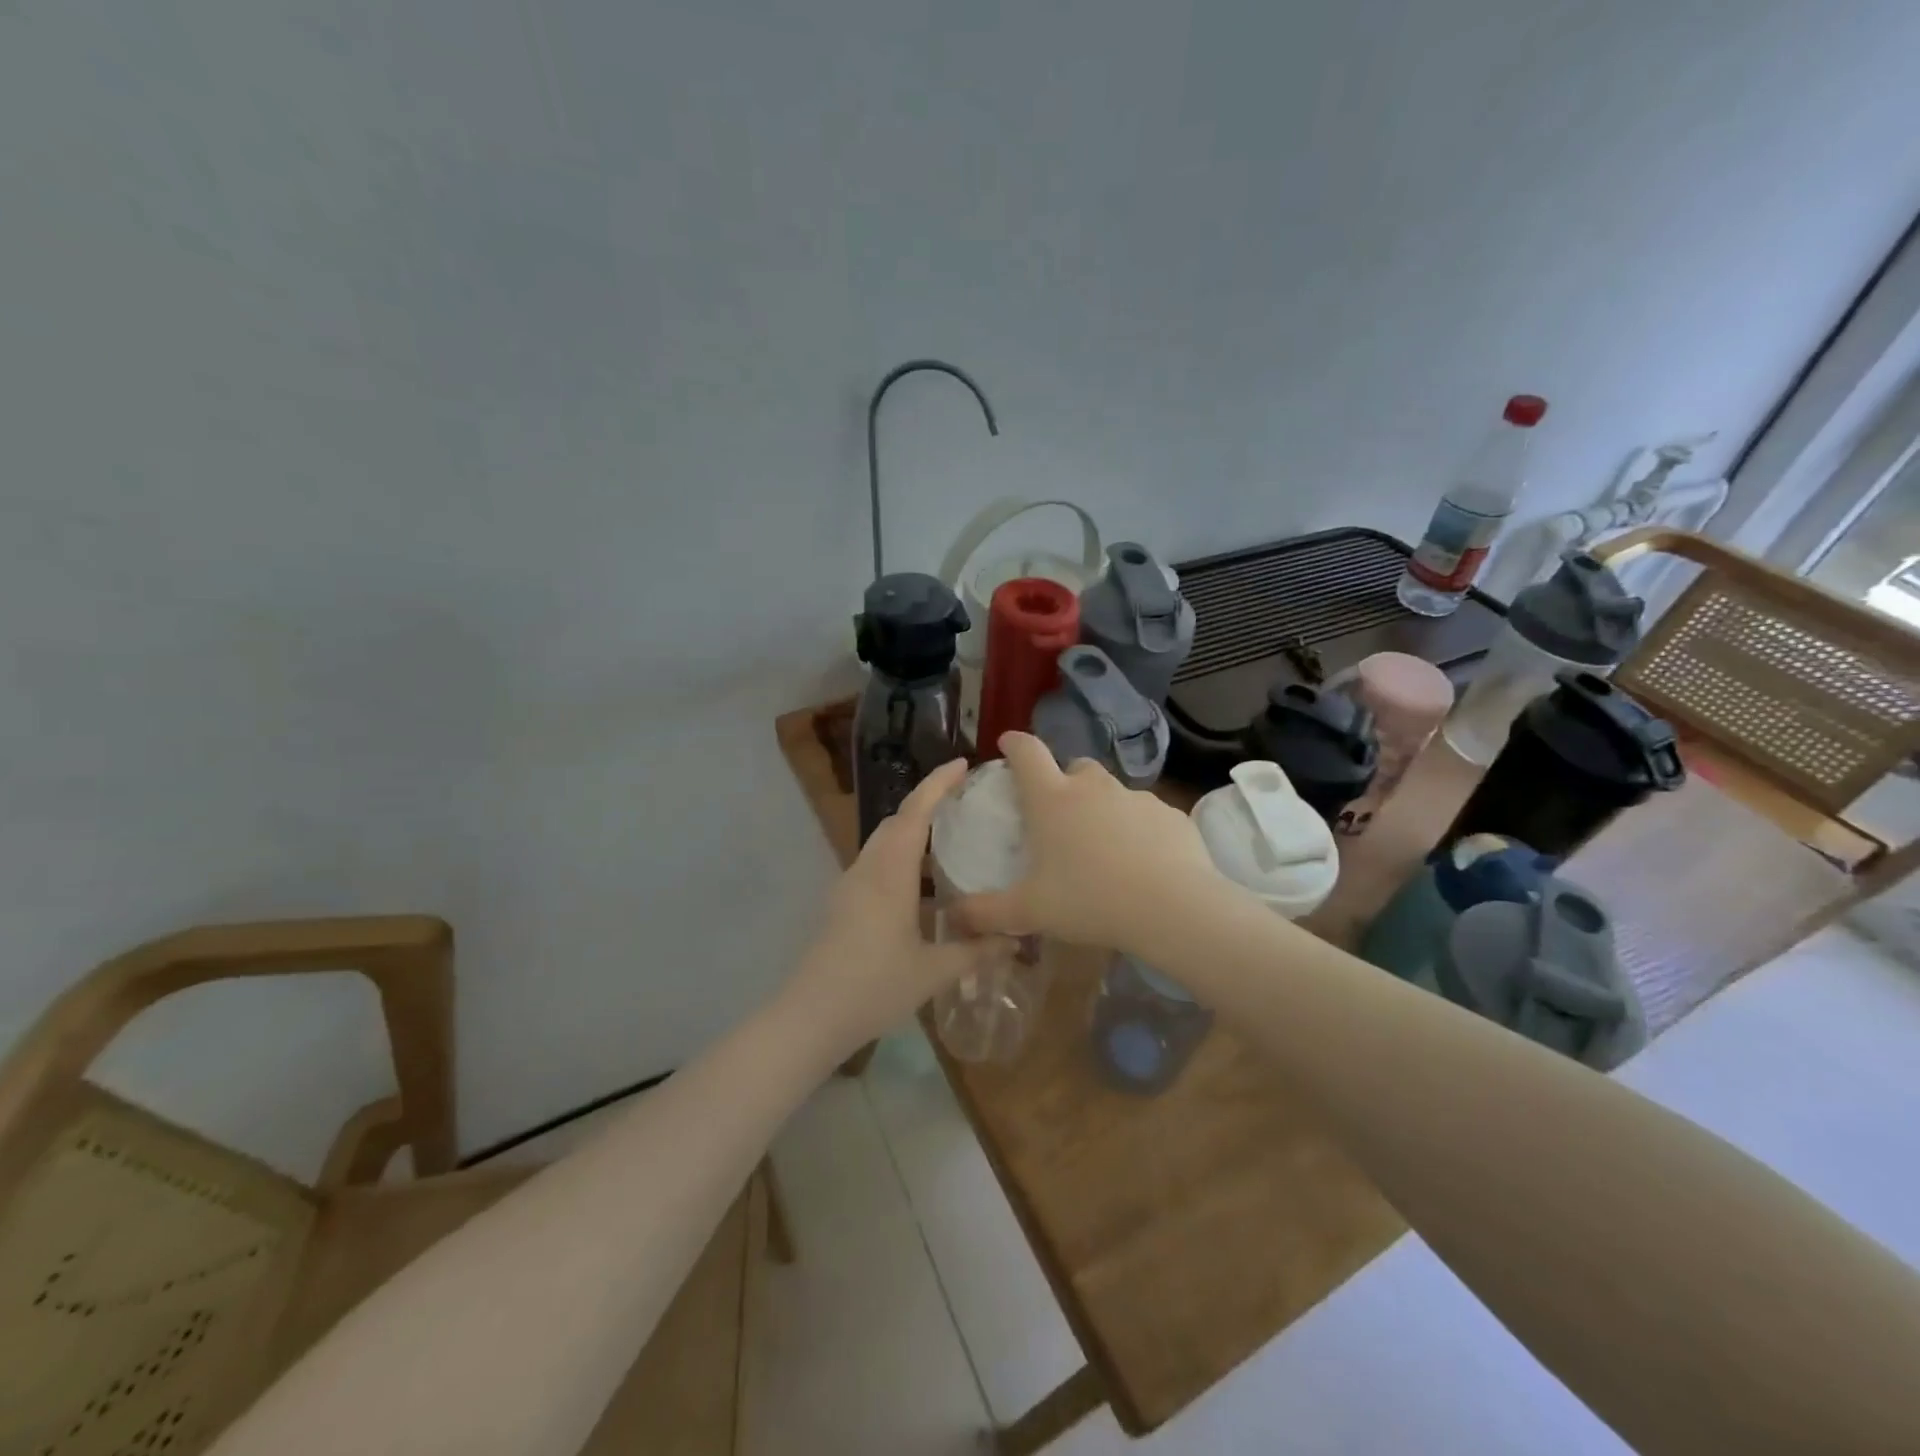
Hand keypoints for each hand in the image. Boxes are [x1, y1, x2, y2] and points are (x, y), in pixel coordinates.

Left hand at [784, 758, 1014, 1056]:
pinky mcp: (844, 903)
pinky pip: (877, 863)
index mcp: (890, 874)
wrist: (810, 1016)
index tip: (963, 764)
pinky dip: (902, 855)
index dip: (938, 784)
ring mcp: (851, 885)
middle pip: (897, 821)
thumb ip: (975, 951)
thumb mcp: (933, 971)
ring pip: (884, 842)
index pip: (915, 813)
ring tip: (950, 835)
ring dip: (913, 829)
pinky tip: (923, 881)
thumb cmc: (874, 987)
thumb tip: (1015, 939)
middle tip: (965, 798)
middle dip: (928, 801)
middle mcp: (868, 869)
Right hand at [954, 732, 1225, 956]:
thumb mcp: (1029, 911)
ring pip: (1112, 792)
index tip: (1007, 745)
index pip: (1027, 752)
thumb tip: (952, 916)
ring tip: (1102, 848)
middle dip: (1063, 781)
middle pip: (1074, 767)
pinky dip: (1138, 830)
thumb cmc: (1089, 900)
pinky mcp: (1170, 815)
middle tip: (1058, 816)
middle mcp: (1093, 788)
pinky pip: (1146, 816)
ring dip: (1102, 808)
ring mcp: (1136, 798)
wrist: (1173, 908)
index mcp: (1052, 799)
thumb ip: (986, 912)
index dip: (1014, 744)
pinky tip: (1141, 863)